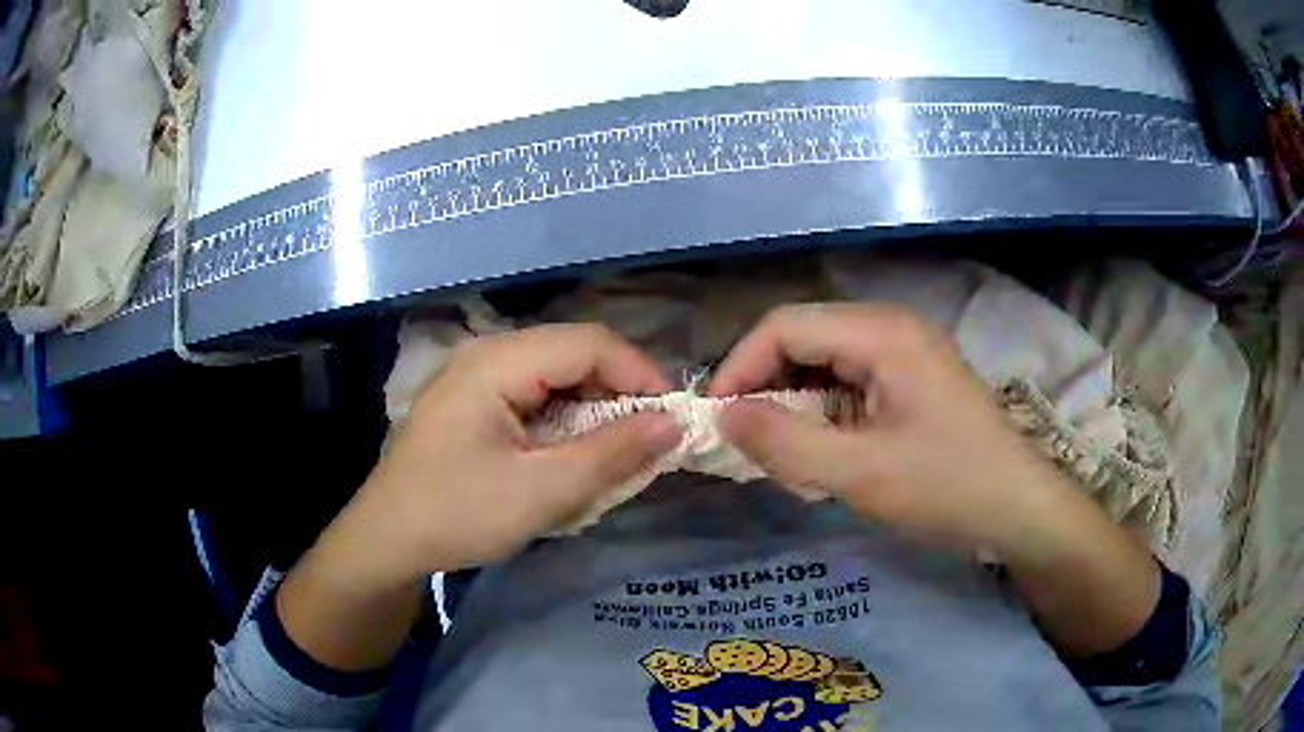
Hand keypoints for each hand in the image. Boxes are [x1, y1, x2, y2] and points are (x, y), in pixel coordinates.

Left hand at [277, 324, 681, 670]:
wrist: (385, 542)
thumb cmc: (456, 515)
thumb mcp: (541, 492)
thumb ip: (611, 455)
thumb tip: (673, 424)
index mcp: (497, 362)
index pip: (590, 343)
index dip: (640, 375)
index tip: (672, 421)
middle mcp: (487, 355)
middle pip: (573, 353)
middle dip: (619, 393)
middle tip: (648, 440)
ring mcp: (476, 378)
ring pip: (557, 375)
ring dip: (594, 409)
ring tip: (617, 451)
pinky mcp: (474, 403)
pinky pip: (534, 396)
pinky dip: (565, 421)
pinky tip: (572, 454)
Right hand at [709, 303, 1071, 556]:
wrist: (1018, 507)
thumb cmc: (947, 487)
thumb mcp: (860, 474)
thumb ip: (785, 443)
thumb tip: (722, 415)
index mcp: (881, 332)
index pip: (784, 326)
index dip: (740, 368)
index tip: (716, 420)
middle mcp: (890, 326)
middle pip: (803, 337)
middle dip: (765, 386)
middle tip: (748, 442)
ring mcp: (905, 350)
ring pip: (823, 360)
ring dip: (794, 402)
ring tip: (785, 453)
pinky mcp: (911, 377)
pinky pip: (849, 380)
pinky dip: (823, 412)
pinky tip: (825, 451)